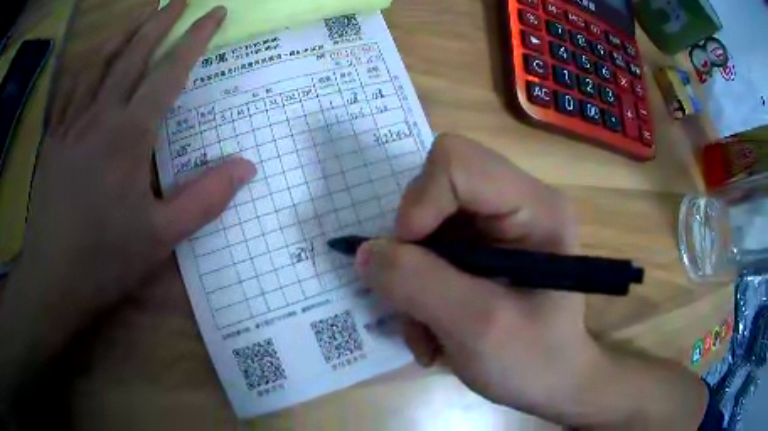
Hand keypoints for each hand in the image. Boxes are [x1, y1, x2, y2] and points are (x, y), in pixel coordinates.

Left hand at [1, 0, 254, 402]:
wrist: (52, 279)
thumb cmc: (105, 260)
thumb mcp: (160, 238)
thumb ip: (203, 199)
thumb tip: (247, 166)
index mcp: (129, 136)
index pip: (169, 72)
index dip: (195, 38)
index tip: (214, 13)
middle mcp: (100, 116)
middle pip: (133, 54)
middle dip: (160, 22)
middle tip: (179, 0)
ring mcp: (72, 124)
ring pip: (99, 63)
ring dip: (123, 33)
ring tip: (140, 15)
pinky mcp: (54, 140)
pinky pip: (70, 89)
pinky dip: (85, 65)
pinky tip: (93, 57)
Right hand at [355, 134, 589, 418]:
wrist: (554, 385)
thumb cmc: (534, 361)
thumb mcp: (476, 327)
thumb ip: (418, 284)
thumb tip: (366, 252)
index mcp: (536, 207)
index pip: (456, 162)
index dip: (419, 204)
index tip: (404, 262)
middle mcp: (518, 203)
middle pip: (435, 189)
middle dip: (412, 250)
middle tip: (413, 302)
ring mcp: (500, 226)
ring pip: (426, 225)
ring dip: (413, 280)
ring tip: (426, 331)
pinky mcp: (484, 249)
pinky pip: (431, 250)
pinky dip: (420, 291)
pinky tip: (434, 329)